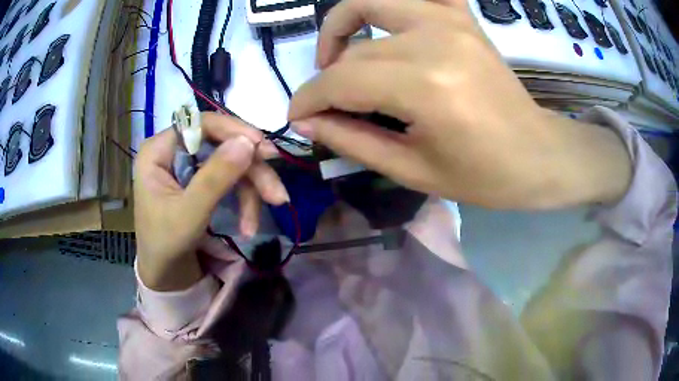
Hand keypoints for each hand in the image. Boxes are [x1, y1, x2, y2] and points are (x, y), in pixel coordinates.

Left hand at [134, 114, 288, 290]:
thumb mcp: (189, 214)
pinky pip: (231, 180)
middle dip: (250, 170)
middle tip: (276, 193)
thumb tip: (248, 141)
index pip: (200, 124)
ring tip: (264, 217)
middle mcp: (174, 151)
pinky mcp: (202, 182)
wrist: (166, 276)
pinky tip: (249, 225)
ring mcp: (189, 166)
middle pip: (221, 144)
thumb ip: (215, 177)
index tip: (262, 147)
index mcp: (159, 151)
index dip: (233, 130)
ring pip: (231, 163)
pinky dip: (245, 200)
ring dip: (252, 190)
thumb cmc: (166, 245)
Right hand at [289, 0, 630, 208]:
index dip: (309, 98)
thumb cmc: (484, 176)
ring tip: (340, 57)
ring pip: (371, 3)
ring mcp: (450, 20)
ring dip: (343, 26)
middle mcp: (434, 39)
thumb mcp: (413, 170)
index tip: (297, 117)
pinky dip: (391, 3)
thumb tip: (306, 122)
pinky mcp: (462, 18)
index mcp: (425, 86)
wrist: (537, 155)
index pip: (341, 79)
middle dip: (326, 79)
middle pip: (355, 49)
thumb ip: (352, 140)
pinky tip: (385, 26)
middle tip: (326, 107)